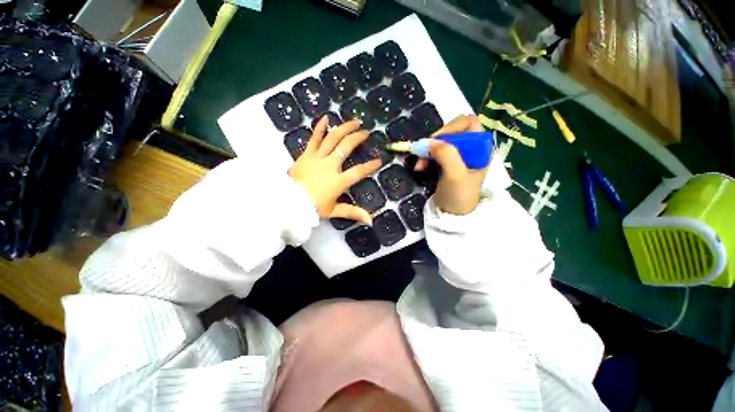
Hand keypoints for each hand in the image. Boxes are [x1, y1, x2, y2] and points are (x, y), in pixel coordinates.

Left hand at [289, 117, 381, 224]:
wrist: (288, 202)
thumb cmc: (312, 207)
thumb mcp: (334, 210)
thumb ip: (353, 213)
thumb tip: (371, 221)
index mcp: (339, 181)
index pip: (359, 171)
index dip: (370, 166)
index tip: (379, 161)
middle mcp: (330, 165)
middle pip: (347, 147)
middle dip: (358, 138)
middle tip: (366, 132)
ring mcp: (317, 157)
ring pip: (333, 138)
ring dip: (345, 128)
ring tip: (354, 121)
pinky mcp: (306, 154)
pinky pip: (314, 138)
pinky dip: (320, 127)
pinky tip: (326, 117)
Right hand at [413, 115, 487, 214]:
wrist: (453, 214)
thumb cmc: (459, 195)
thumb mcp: (455, 175)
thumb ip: (446, 154)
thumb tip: (429, 141)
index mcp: (480, 148)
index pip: (467, 123)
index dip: (451, 128)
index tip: (437, 142)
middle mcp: (470, 148)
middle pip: (450, 131)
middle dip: (434, 142)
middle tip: (422, 154)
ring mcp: (457, 155)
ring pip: (439, 142)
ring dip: (426, 151)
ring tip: (418, 166)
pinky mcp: (446, 163)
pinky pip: (433, 152)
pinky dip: (425, 158)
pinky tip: (419, 167)